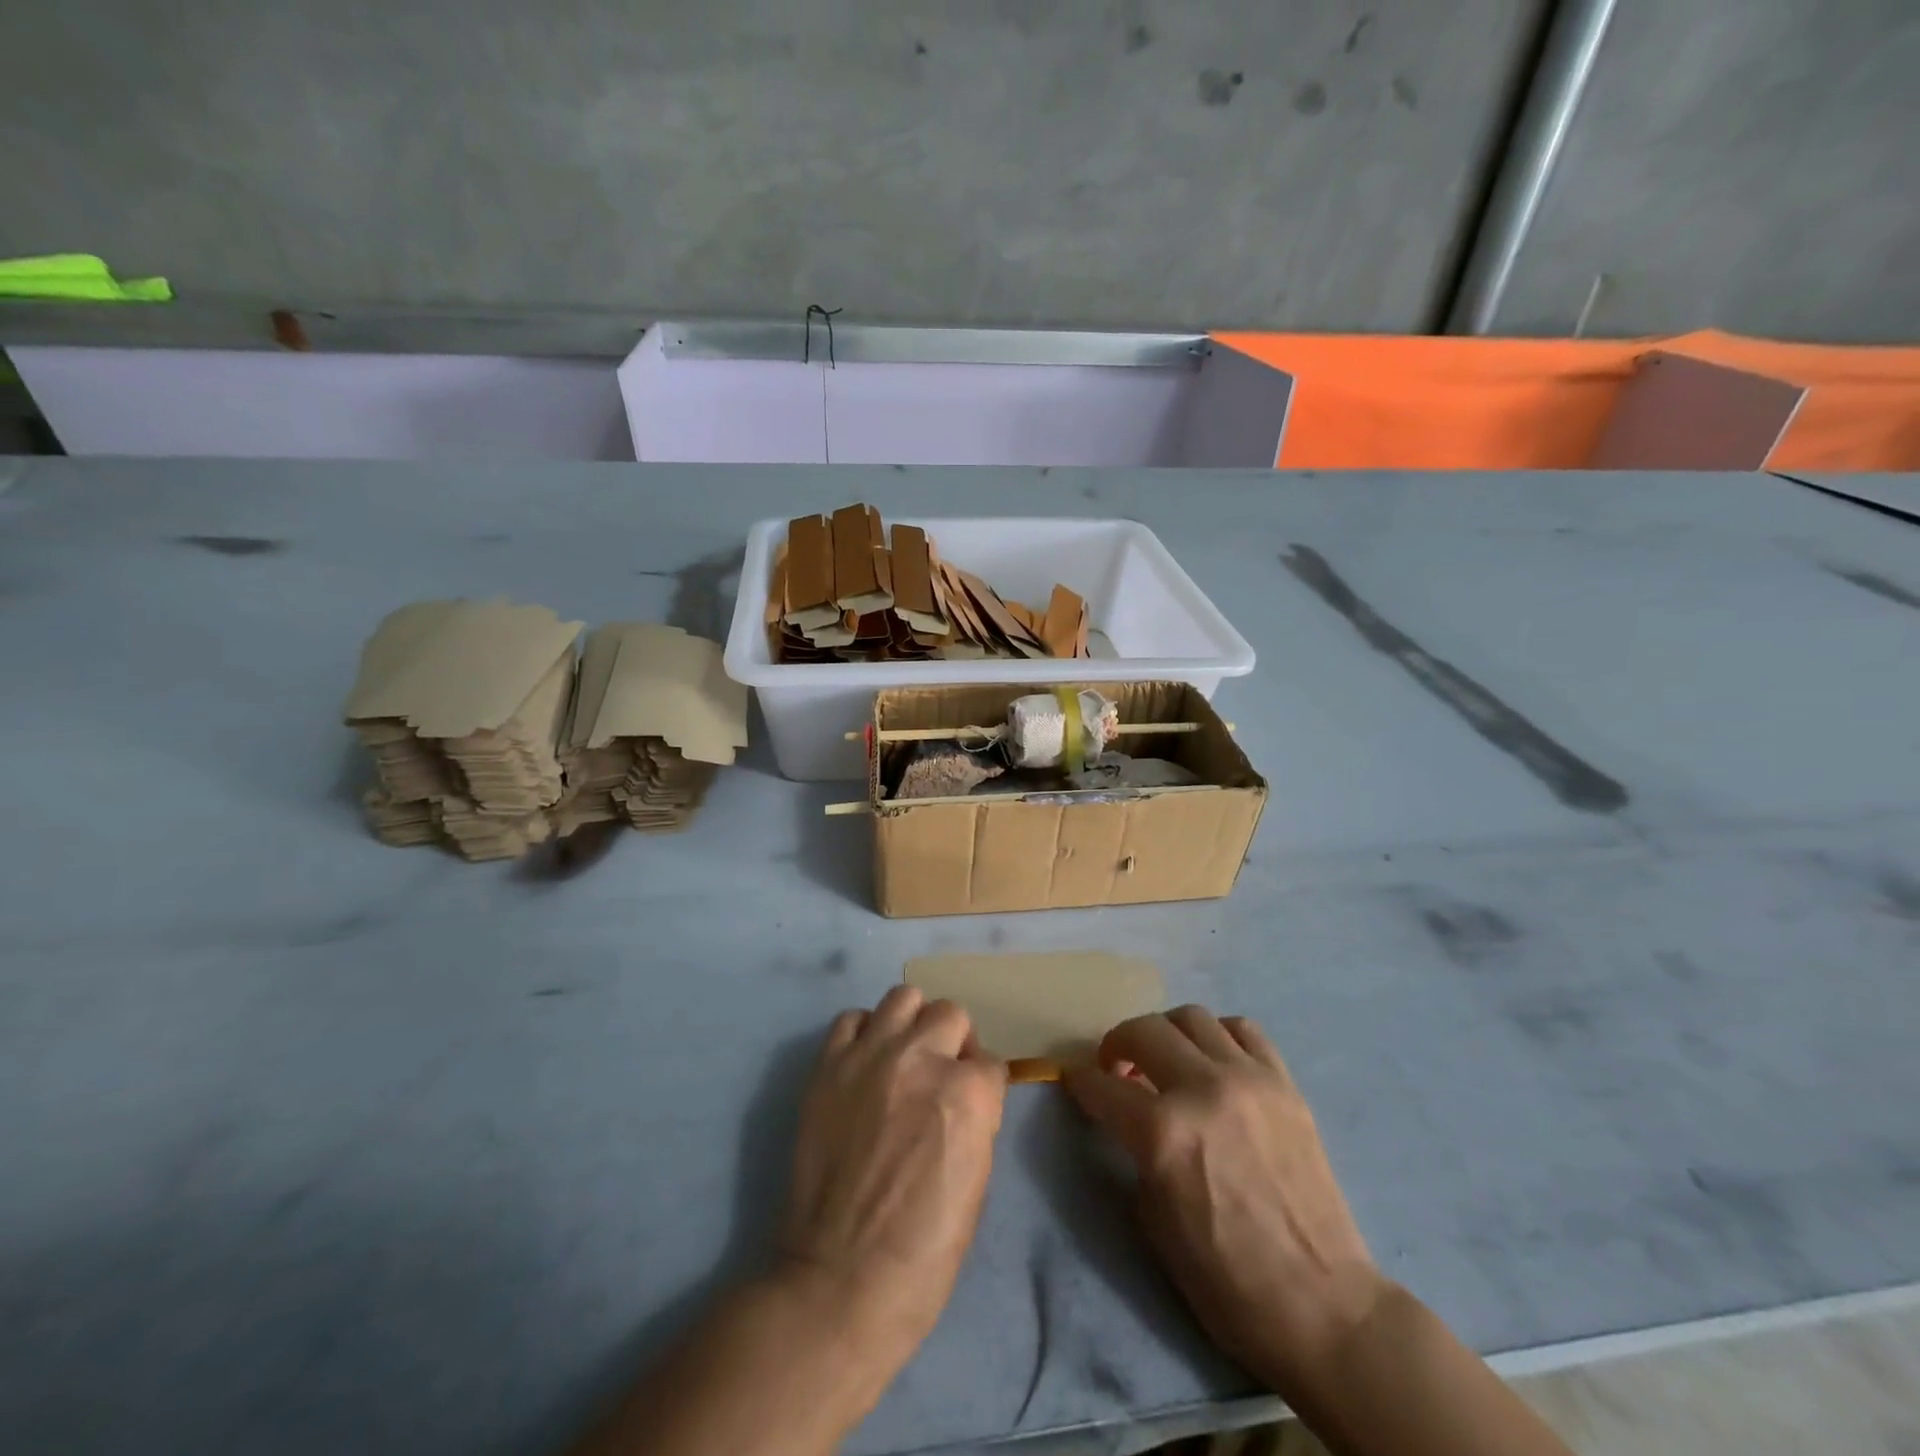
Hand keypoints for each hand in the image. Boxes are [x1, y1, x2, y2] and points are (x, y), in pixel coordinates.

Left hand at [780, 985, 1008, 1370]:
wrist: (840, 1281)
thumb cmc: (924, 1250)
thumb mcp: (977, 1180)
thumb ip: (976, 1118)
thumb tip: (967, 1091)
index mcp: (967, 1093)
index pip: (990, 1061)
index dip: (982, 1085)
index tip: (971, 1106)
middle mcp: (921, 1059)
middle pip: (950, 1014)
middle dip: (953, 1043)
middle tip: (940, 1076)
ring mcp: (870, 1056)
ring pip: (904, 997)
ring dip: (912, 1023)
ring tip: (904, 1057)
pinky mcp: (829, 1065)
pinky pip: (851, 1019)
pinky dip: (864, 1033)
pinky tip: (865, 1064)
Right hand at [1064, 1007, 1383, 1389]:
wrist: (1322, 1307)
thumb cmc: (1226, 1280)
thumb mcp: (1154, 1218)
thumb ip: (1135, 1151)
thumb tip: (1127, 1115)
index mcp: (1162, 1133)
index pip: (1102, 1085)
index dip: (1081, 1082)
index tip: (1078, 1081)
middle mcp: (1202, 1089)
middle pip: (1142, 1030)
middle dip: (1117, 1044)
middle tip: (1116, 1067)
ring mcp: (1248, 1079)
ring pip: (1191, 1017)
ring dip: (1166, 1032)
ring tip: (1167, 1059)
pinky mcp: (1285, 1083)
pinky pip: (1243, 1030)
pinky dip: (1218, 1035)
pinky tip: (1215, 1061)